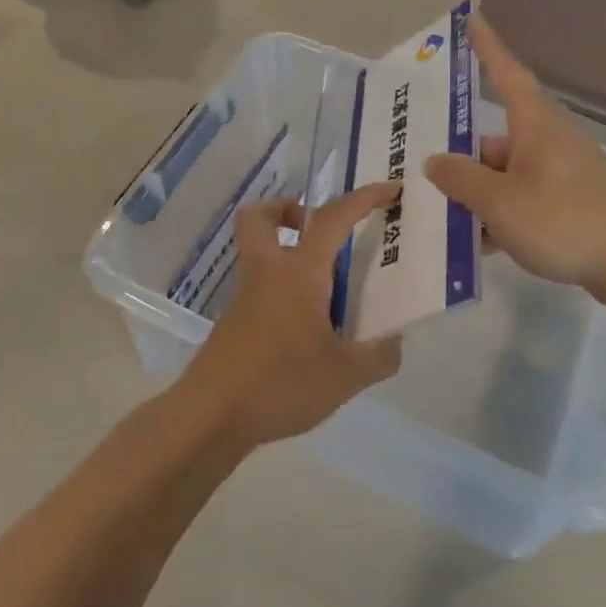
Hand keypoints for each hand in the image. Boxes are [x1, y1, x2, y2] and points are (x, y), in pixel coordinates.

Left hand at [178, 184, 403, 447]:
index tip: (390, 190)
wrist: (211, 415)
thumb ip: (378, 356)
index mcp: (299, 272)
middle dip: (288, 209)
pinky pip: (261, 288)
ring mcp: (245, 297)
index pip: (332, 218)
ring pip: (260, 253)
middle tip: (319, 231)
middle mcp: (267, 273)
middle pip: (260, 217)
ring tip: (328, 291)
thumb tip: (394, 343)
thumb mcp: (345, 375)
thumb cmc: (281, 383)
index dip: (363, 198)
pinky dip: (285, 292)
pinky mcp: (234, 323)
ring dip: (289, 254)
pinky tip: (309, 330)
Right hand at [425, 15, 605, 296]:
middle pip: (492, 140)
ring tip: (437, 219)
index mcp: (535, 125)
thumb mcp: (499, 202)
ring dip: (475, 194)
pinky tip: (474, 245)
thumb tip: (435, 162)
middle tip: (419, 170)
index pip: (505, 73)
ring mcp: (560, 174)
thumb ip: (461, 179)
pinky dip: (498, 216)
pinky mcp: (568, 204)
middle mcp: (548, 141)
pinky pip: (521, 200)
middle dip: (459, 158)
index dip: (486, 46)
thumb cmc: (564, 220)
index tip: (470, 18)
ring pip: (504, 176)